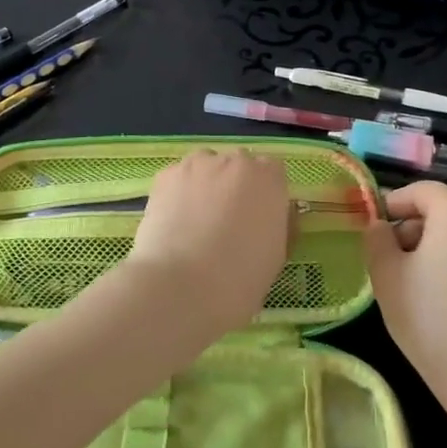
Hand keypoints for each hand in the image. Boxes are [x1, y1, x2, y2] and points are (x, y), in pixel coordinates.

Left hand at [124, 149, 291, 342]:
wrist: (180, 286)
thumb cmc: (239, 279)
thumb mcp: (276, 256)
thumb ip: (280, 224)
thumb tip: (274, 214)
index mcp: (269, 179)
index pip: (272, 172)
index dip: (265, 194)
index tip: (258, 218)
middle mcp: (236, 161)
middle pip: (239, 165)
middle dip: (235, 186)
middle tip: (226, 222)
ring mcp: (198, 164)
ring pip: (207, 167)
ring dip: (207, 184)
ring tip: (196, 221)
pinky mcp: (166, 175)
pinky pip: (180, 178)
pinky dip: (179, 194)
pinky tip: (175, 222)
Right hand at [364, 181, 446, 442]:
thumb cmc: (428, 316)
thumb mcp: (385, 273)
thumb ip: (376, 237)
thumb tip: (379, 226)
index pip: (420, 190)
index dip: (392, 204)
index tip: (372, 228)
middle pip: (442, 208)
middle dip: (412, 224)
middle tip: (388, 256)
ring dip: (433, 242)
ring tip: (412, 278)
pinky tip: (441, 295)